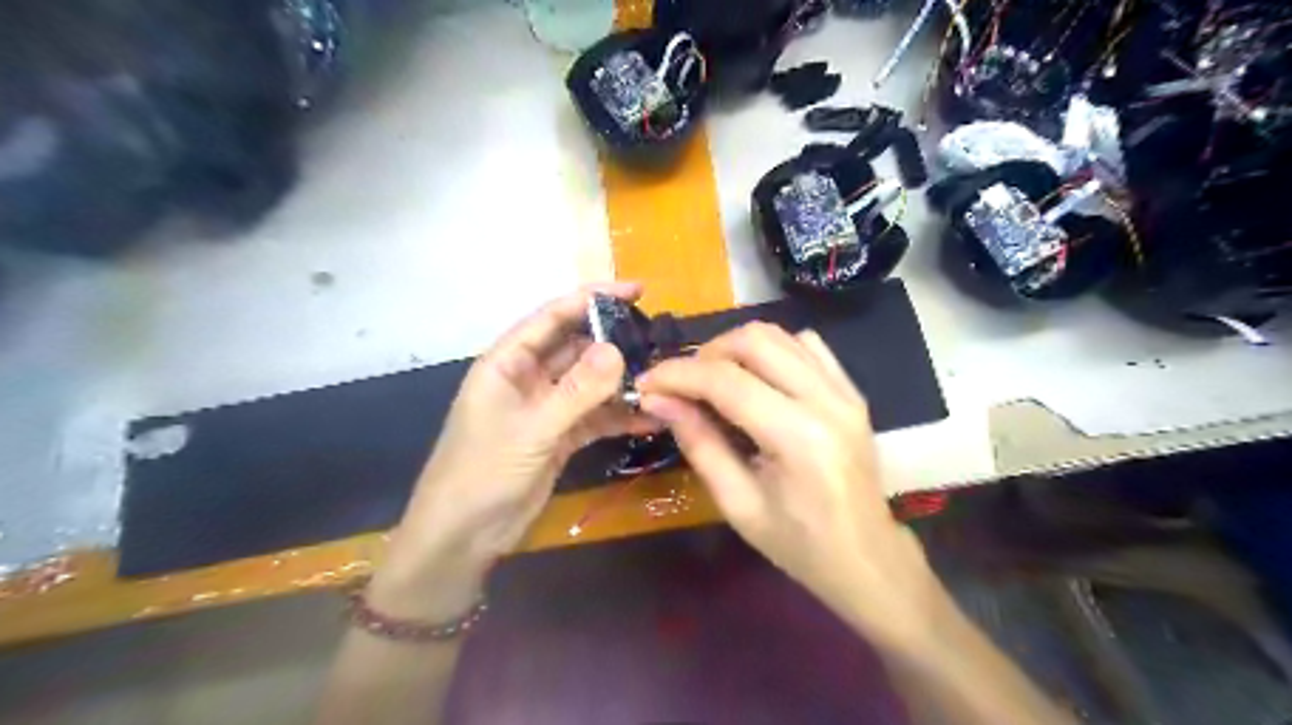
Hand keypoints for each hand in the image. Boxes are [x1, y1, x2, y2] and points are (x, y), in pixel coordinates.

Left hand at [370, 280, 655, 616]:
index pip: (553, 316)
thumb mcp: (532, 429)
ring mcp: (546, 408)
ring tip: (664, 377)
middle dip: (615, 342)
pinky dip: (620, 416)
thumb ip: (576, 390)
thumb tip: (619, 349)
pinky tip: (651, 417)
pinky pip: (595, 417)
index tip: (637, 290)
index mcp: (508, 362)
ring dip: (622, 382)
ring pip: (590, 383)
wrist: (463, 536)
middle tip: (660, 339)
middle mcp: (529, 378)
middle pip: (577, 348)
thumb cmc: (483, 473)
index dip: (593, 299)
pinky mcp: (559, 436)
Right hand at [634, 322, 940, 644]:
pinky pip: (806, 346)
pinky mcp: (852, 391)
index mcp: (799, 438)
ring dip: (735, 348)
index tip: (646, 383)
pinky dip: (771, 350)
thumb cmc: (799, 545)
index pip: (727, 381)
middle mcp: (826, 401)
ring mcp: (845, 391)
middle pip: (754, 341)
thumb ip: (699, 444)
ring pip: (780, 335)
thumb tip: (659, 400)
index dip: (678, 375)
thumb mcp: (738, 504)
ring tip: (712, 380)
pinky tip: (755, 378)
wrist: (867, 558)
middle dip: (706, 354)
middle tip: (681, 385)